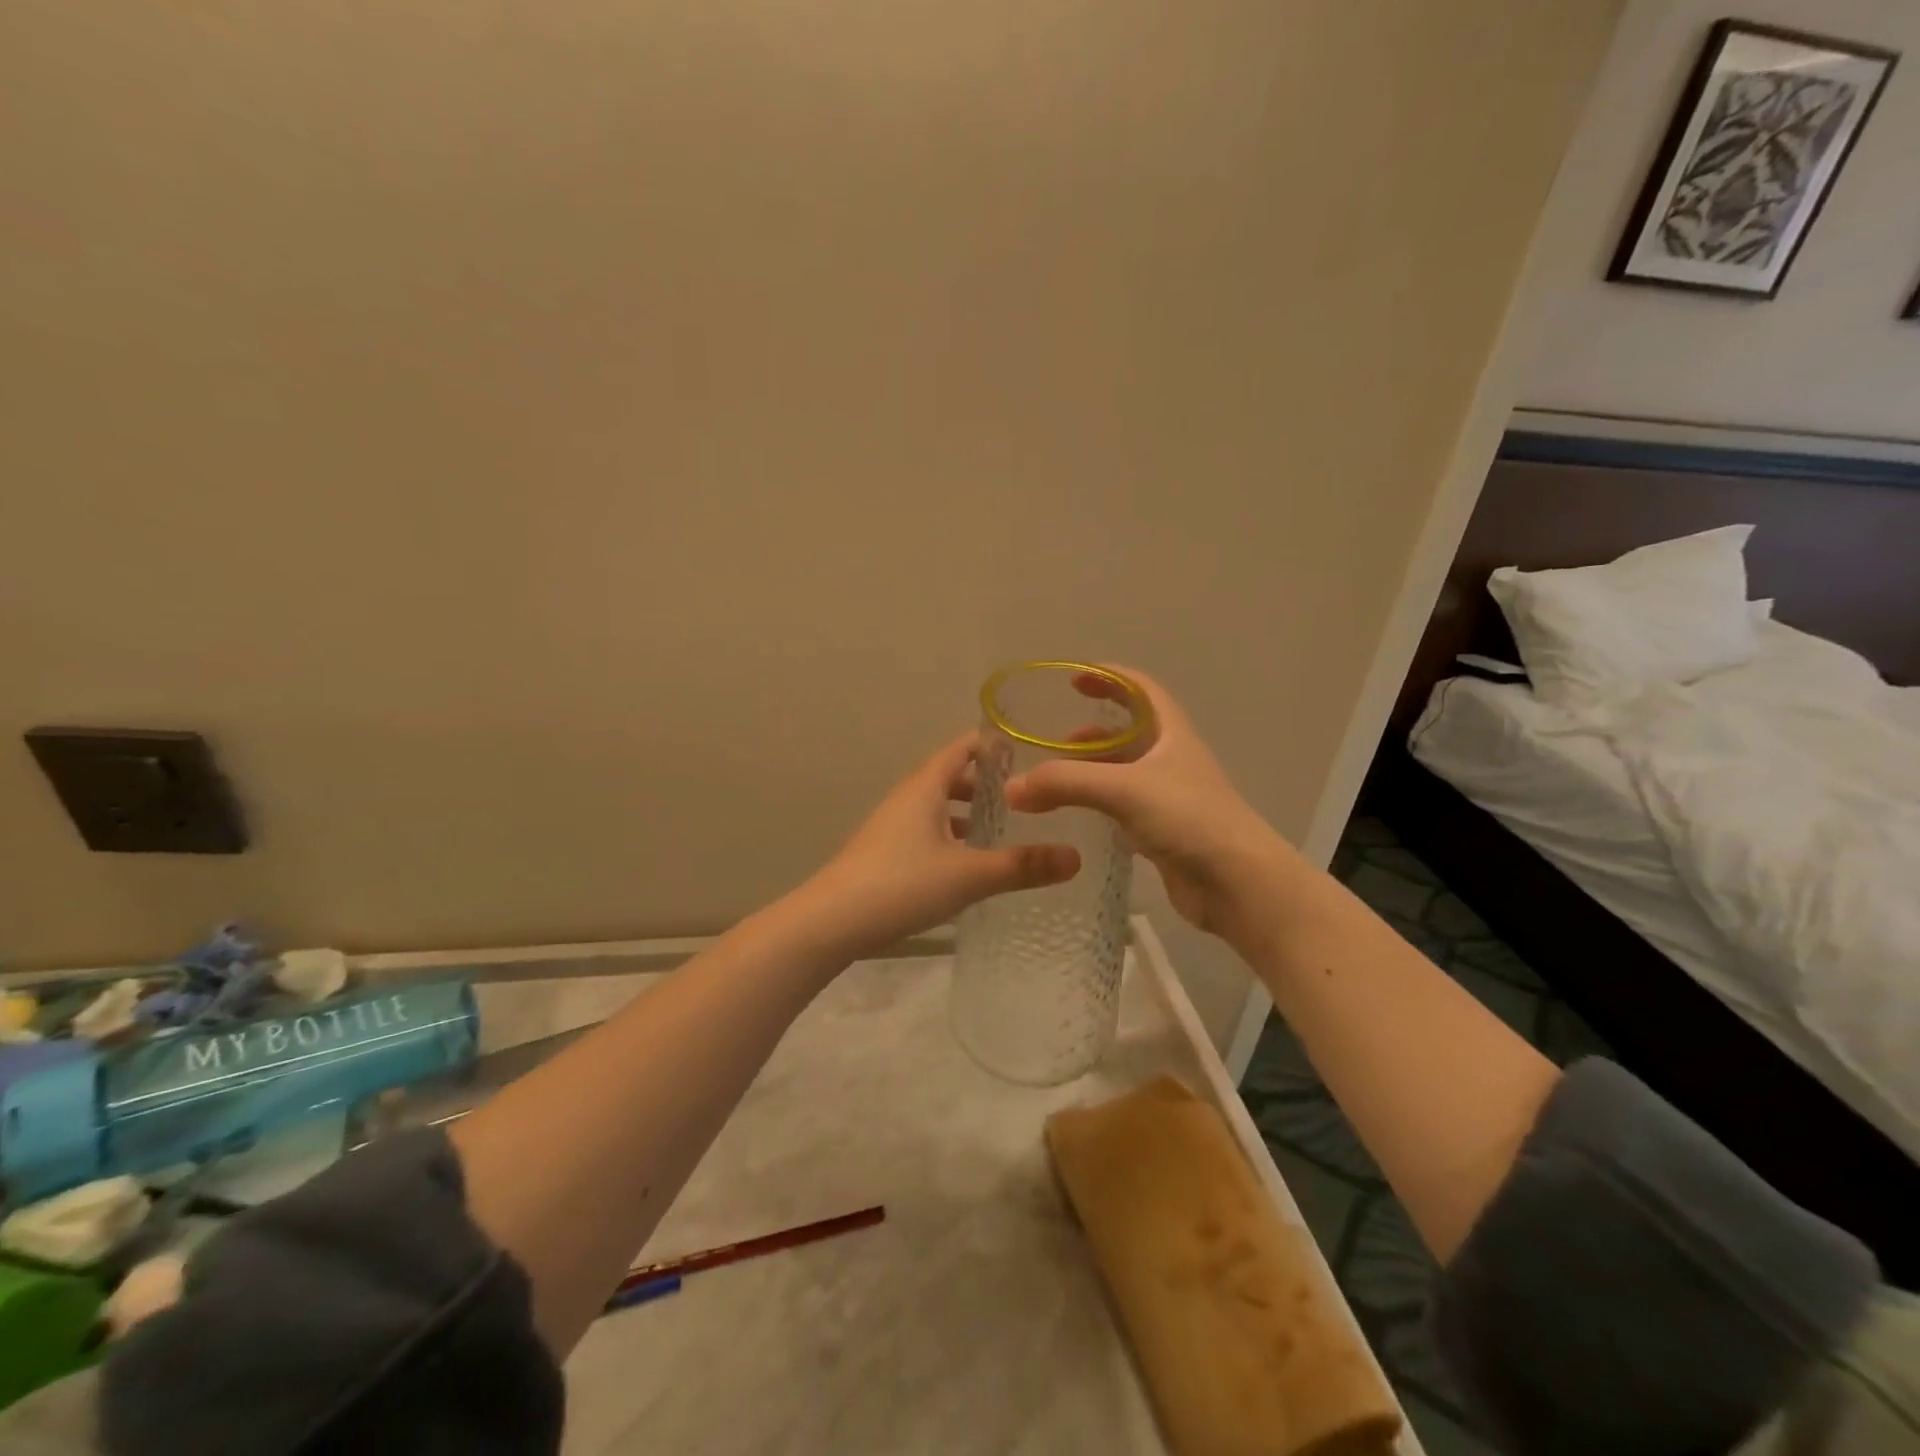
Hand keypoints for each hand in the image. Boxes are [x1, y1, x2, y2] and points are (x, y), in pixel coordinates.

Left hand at [799, 734, 1080, 958]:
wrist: (831, 921)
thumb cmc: (901, 884)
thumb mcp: (969, 875)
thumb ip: (1022, 866)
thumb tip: (1076, 858)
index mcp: (925, 787)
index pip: (962, 748)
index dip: (992, 744)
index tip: (1026, 747)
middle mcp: (907, 798)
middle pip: (949, 776)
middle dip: (984, 782)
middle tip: (1024, 794)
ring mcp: (891, 826)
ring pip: (936, 807)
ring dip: (966, 812)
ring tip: (1001, 827)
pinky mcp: (884, 853)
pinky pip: (926, 831)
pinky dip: (950, 835)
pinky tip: (966, 863)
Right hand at [1003, 666, 1289, 940]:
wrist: (1238, 884)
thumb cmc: (1188, 819)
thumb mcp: (1123, 789)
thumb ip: (1064, 783)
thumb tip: (1012, 788)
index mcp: (1171, 733)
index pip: (1140, 689)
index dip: (1109, 677)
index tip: (1073, 679)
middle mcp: (1172, 760)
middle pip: (1129, 732)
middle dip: (1092, 732)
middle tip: (1055, 743)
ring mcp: (1170, 798)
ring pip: (1124, 773)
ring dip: (1092, 770)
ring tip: (1055, 782)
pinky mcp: (1164, 832)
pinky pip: (1124, 808)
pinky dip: (1098, 805)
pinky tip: (1077, 816)